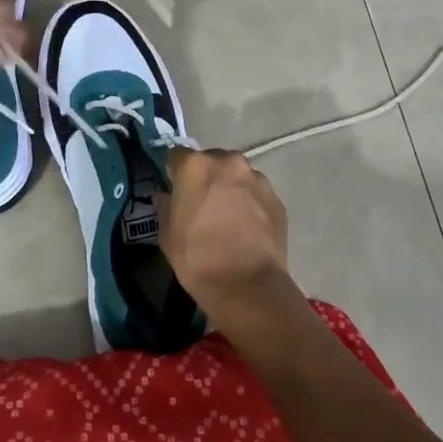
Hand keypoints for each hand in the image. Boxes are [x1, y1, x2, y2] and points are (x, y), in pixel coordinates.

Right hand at [160, 149, 291, 325]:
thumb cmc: (197, 257)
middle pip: (212, 161)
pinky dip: (250, 203)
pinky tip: (247, 227)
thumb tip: (166, 196)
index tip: (176, 190)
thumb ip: (166, 206)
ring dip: (231, 188)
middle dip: (206, 177)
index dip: (175, 173)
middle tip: (203, 203)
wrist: (246, 285)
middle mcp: (228, 162)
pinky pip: (256, 193)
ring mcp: (256, 178)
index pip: (177, 156)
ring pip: (237, 175)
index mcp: (195, 166)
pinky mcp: (276, 198)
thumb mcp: (167, 234)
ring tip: (229, 217)